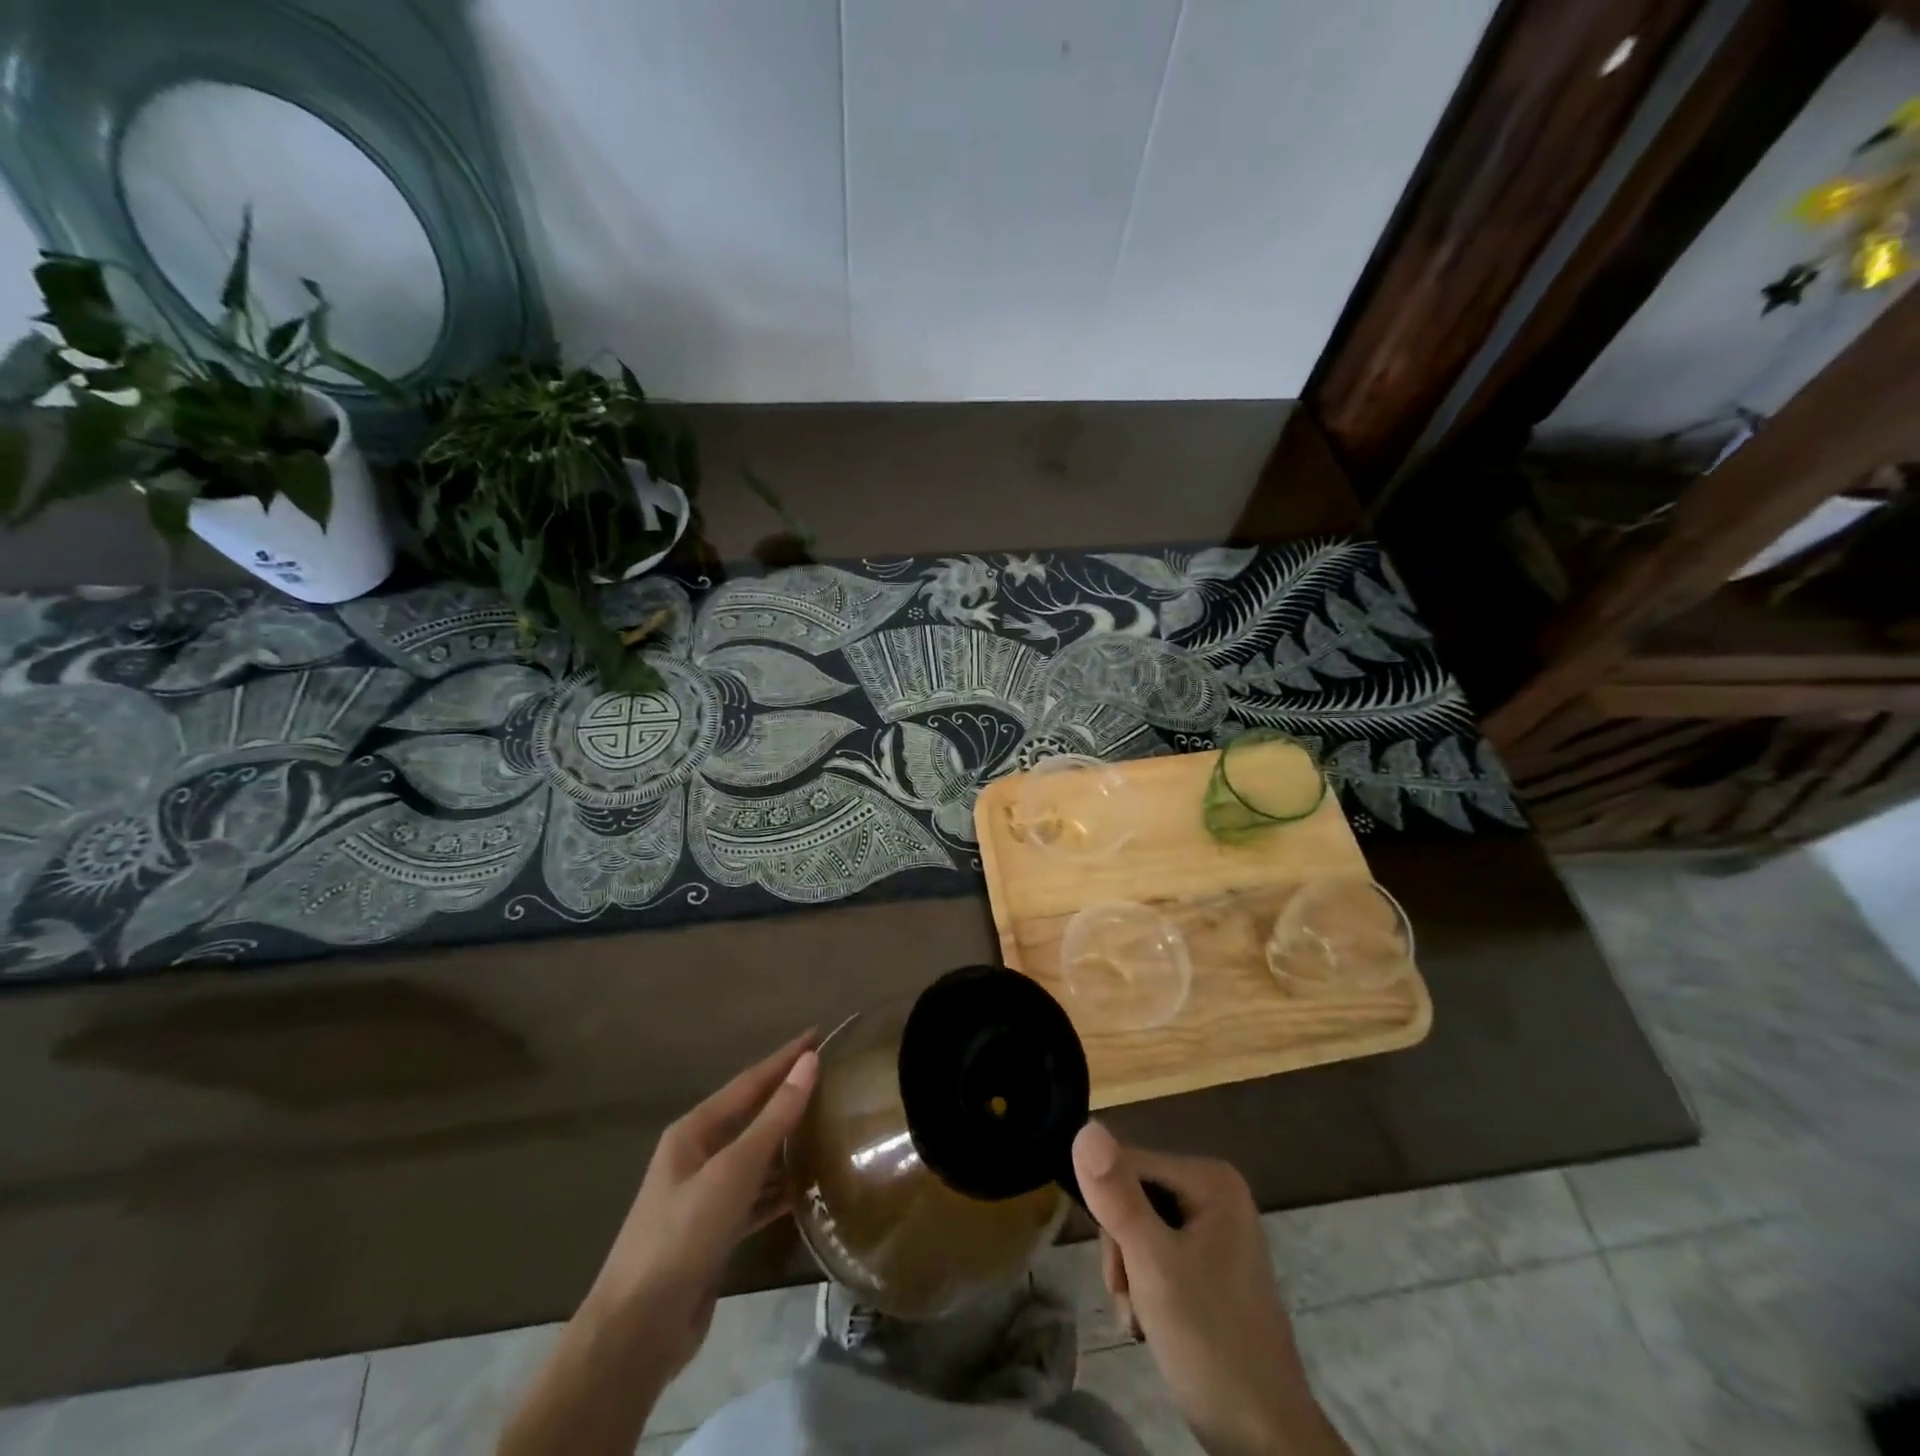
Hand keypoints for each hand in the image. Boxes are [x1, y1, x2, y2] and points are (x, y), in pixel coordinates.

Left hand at [582, 1032, 819, 1381]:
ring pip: (755, 1157)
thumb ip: (774, 1118)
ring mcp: (704, 1196)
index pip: (749, 1082)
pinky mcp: (714, 1233)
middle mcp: (697, 1156)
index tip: (818, 1035)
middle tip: (831, 1077)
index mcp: (693, 1131)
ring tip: (829, 1125)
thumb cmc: (683, 1235)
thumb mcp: (733, 1170)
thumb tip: (809, 1063)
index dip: (784, 1059)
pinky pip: (755, 1196)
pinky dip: (780, 1187)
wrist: (637, 1331)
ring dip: (787, 1142)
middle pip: (751, 1116)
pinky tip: (809, 1185)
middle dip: (787, 1096)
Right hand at [1072, 1121, 1350, 1455]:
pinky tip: (1152, 1323)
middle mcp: (1215, 1191)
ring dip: (1129, 1275)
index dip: (1110, 1213)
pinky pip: (1158, 1253)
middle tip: (1131, 1300)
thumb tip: (1085, 1127)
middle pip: (1132, 1196)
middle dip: (1122, 1251)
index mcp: (1210, 1178)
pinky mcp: (1211, 1263)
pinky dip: (1146, 1288)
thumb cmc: (1210, 1344)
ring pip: (1139, 1228)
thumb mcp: (1153, 1265)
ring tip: (1141, 1319)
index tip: (1121, 1271)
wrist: (1265, 1443)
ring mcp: (1216, 1228)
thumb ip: (1117, 1196)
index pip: (1126, 1165)